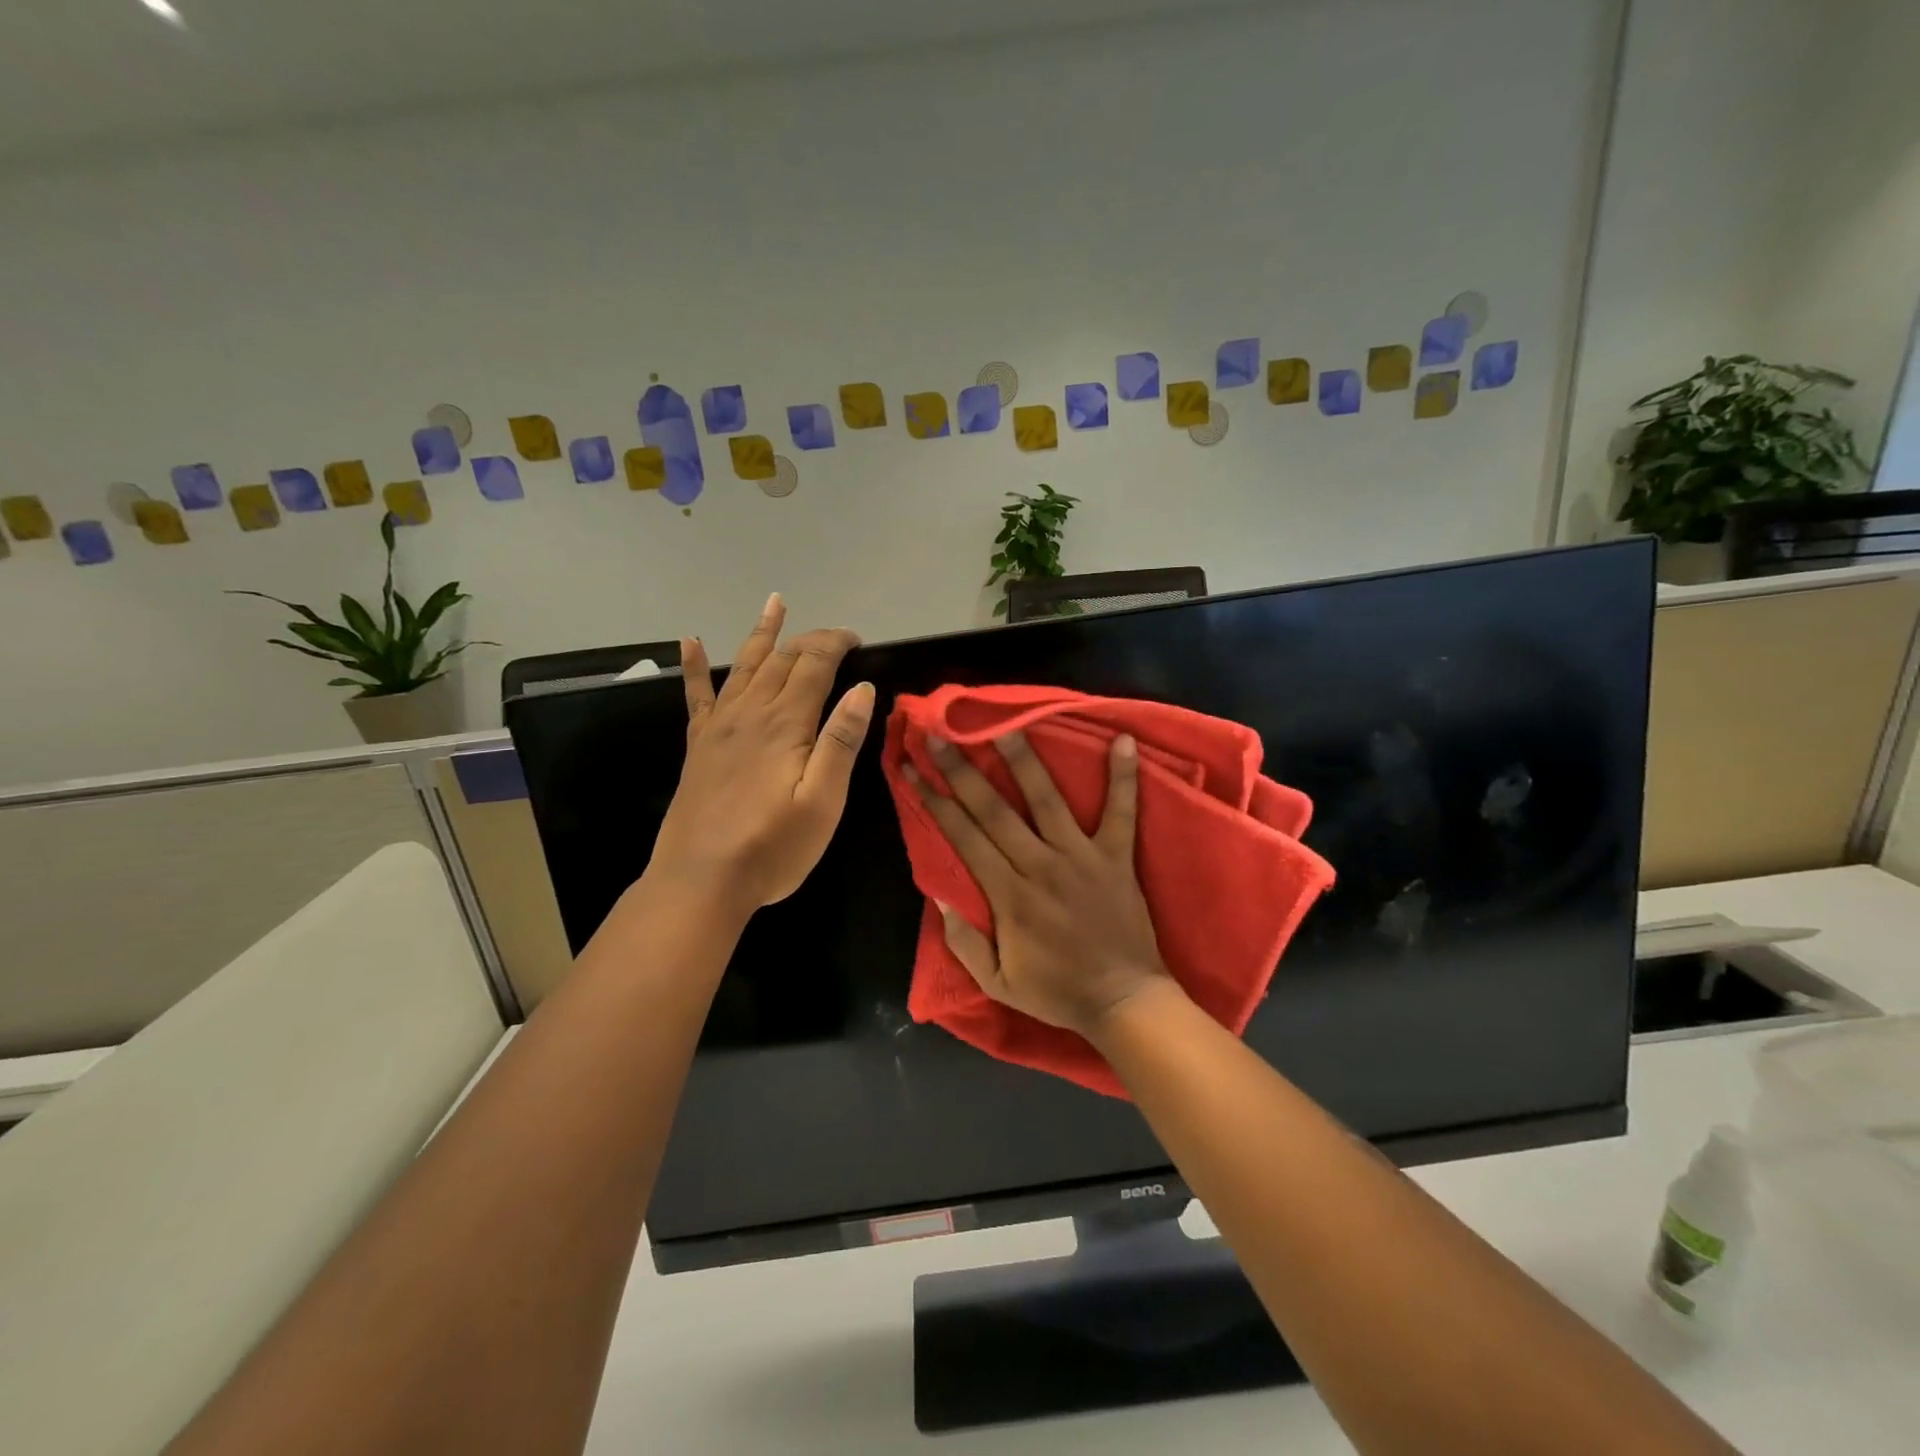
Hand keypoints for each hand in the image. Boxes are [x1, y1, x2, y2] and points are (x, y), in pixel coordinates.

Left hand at [647, 594, 873, 916]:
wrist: (701, 881)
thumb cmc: (773, 848)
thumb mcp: (823, 802)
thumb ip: (841, 741)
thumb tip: (862, 689)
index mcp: (785, 724)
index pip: (814, 664)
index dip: (836, 643)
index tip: (858, 640)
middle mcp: (749, 713)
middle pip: (781, 660)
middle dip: (810, 639)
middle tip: (834, 636)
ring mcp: (718, 727)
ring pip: (743, 666)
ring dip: (762, 634)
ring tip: (774, 604)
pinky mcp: (698, 746)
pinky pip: (696, 695)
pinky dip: (693, 666)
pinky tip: (690, 641)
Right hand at [907, 729, 1178, 1039]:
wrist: (1124, 1001)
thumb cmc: (1057, 991)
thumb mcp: (997, 982)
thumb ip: (964, 941)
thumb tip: (937, 895)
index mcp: (1008, 894)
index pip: (963, 836)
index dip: (934, 799)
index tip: (913, 767)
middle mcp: (1040, 865)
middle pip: (994, 809)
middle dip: (962, 769)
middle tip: (939, 733)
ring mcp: (1081, 857)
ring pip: (1047, 799)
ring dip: (1024, 760)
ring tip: (1005, 724)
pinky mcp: (1116, 856)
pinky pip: (1121, 812)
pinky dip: (1124, 777)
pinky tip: (1124, 740)